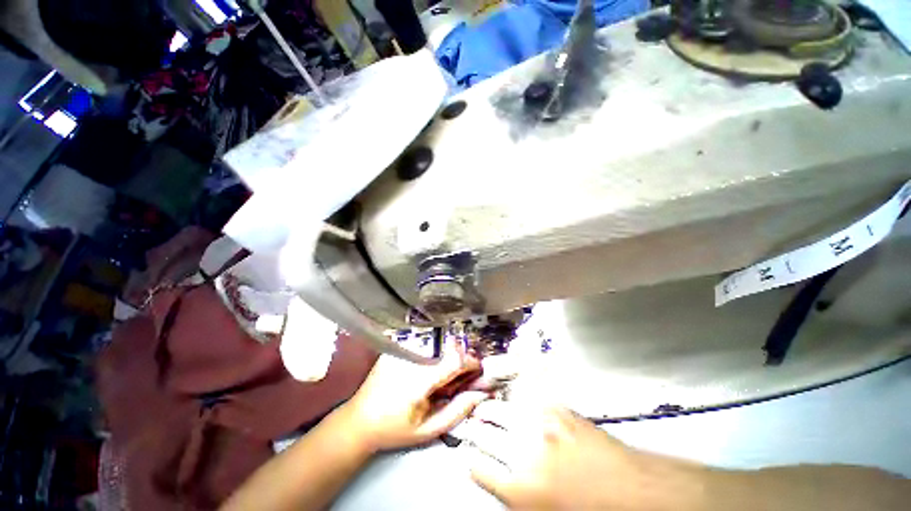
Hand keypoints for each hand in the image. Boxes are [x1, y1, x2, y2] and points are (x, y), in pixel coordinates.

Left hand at [338, 341, 489, 453]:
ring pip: (436, 342)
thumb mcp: (428, 430)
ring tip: (444, 372)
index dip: (471, 362)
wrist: (358, 420)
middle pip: (447, 347)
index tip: (478, 369)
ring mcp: (400, 349)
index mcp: (418, 380)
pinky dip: (433, 350)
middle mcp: (410, 358)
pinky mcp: (395, 346)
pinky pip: (422, 341)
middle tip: (462, 374)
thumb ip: (457, 410)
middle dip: (461, 358)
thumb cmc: (394, 429)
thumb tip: (480, 393)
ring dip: (447, 353)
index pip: (454, 360)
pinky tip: (429, 364)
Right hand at [465, 402, 705, 509]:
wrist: (636, 492)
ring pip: (505, 412)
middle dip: (474, 427)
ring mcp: (544, 428)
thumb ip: (518, 495)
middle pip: (488, 434)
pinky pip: (531, 401)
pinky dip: (520, 400)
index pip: (483, 470)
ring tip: (483, 406)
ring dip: (491, 409)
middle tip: (468, 422)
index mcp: (523, 491)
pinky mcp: (560, 412)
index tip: (466, 457)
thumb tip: (501, 479)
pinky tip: (517, 400)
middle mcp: (527, 454)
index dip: (472, 462)